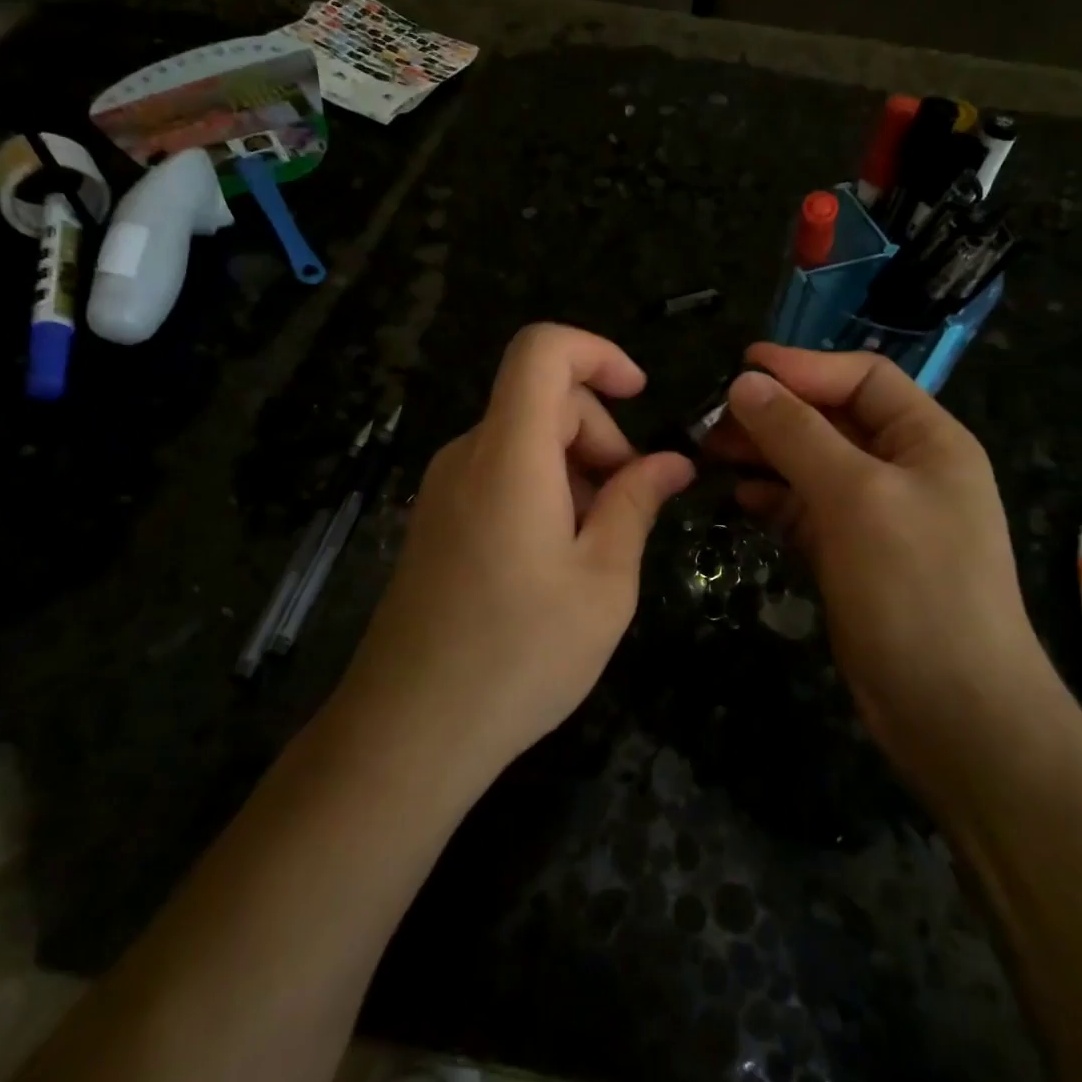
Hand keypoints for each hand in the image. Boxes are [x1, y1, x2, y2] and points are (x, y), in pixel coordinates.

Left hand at [341, 324, 694, 779]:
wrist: (409, 731)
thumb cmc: (520, 655)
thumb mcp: (604, 581)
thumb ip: (637, 504)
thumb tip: (672, 461)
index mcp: (510, 455)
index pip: (542, 350)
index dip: (598, 352)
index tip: (641, 396)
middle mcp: (468, 455)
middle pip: (542, 400)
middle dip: (600, 436)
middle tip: (629, 508)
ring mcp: (444, 488)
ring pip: (524, 440)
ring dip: (575, 469)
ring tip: (596, 548)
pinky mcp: (436, 519)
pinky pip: (500, 474)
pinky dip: (543, 491)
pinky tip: (557, 561)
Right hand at [707, 344, 1053, 778]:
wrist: (952, 709)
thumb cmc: (915, 588)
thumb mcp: (856, 497)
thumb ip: (799, 435)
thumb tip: (745, 383)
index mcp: (927, 440)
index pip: (862, 377)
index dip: (803, 366)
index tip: (740, 368)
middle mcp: (905, 469)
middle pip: (832, 420)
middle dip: (774, 414)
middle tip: (710, 419)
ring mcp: (878, 515)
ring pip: (813, 465)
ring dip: (765, 455)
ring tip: (710, 454)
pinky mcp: (853, 555)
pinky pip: (807, 510)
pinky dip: (774, 499)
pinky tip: (739, 499)